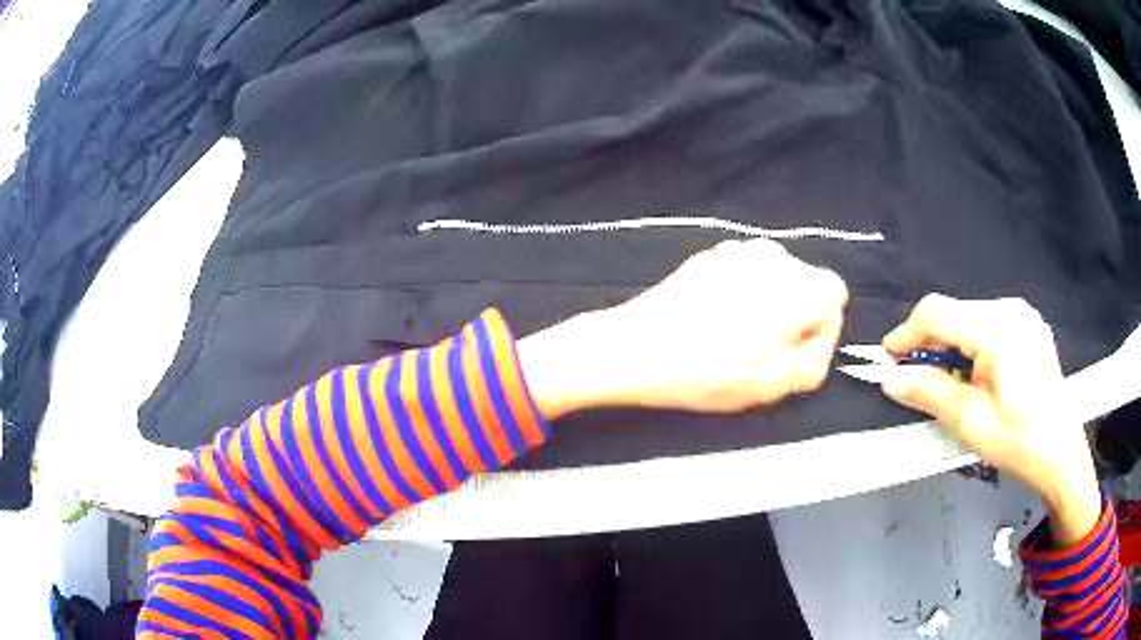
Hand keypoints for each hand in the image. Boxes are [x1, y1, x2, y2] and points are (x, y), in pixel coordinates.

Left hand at [517, 238, 848, 416]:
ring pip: (774, 278)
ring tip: (740, 341)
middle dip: (797, 317)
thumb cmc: (713, 371)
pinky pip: (743, 274)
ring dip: (769, 306)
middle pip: (806, 284)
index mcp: (801, 284)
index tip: (796, 358)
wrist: (639, 348)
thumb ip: (811, 360)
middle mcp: (776, 256)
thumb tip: (812, 344)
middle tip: (769, 354)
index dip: (821, 333)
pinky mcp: (709, 255)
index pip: (835, 299)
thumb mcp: (777, 383)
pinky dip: (742, 295)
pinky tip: (716, 322)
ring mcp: (739, 250)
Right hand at [880, 294, 1100, 545]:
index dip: (906, 334)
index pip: (937, 313)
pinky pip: (986, 327)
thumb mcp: (972, 422)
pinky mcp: (1027, 325)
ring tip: (950, 387)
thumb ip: (930, 393)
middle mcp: (1010, 308)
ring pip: (968, 320)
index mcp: (999, 327)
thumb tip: (890, 379)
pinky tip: (975, 378)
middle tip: (918, 384)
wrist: (1061, 454)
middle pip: (953, 315)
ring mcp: (1022, 314)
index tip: (888, 363)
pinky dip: (970, 349)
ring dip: (950, 350)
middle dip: (930, 347)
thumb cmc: (1020, 442)